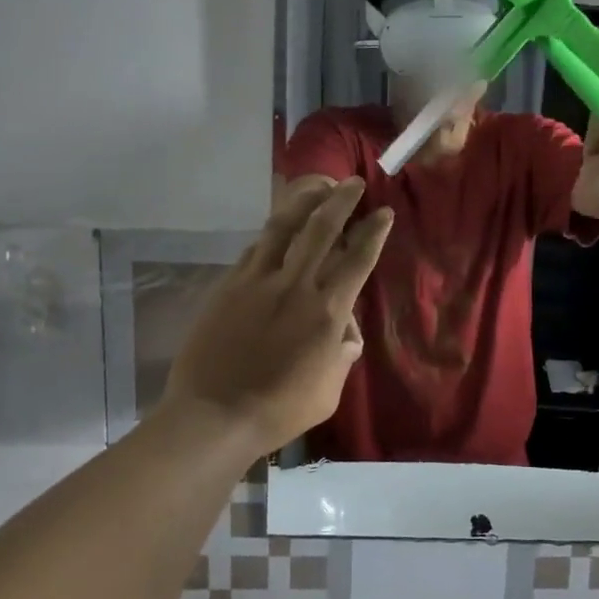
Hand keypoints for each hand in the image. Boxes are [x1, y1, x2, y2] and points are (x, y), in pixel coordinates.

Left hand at [163, 176, 392, 452]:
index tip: (384, 212)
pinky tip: (277, 229)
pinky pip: (254, 249)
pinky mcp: (228, 286)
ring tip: (316, 186)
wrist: (214, 415)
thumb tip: (346, 334)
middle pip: (322, 229)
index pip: (358, 259)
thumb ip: (342, 355)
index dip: (374, 232)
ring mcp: (257, 281)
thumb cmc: (279, 410)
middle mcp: (295, 286)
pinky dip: (272, 234)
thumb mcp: (329, 391)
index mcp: (327, 311)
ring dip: (303, 201)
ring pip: (283, 227)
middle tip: (352, 182)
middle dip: (341, 200)